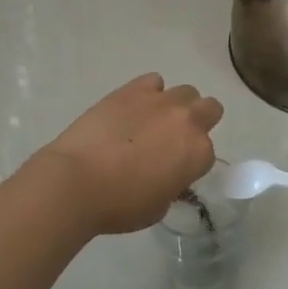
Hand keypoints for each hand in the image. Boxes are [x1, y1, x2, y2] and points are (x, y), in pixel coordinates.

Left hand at [33, 74, 222, 235]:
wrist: (77, 182)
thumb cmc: (119, 205)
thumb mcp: (158, 207)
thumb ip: (171, 185)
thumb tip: (165, 174)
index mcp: (199, 154)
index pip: (207, 153)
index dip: (191, 161)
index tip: (175, 170)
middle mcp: (187, 121)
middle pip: (210, 108)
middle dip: (198, 122)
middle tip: (174, 139)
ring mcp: (160, 101)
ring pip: (186, 92)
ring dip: (176, 106)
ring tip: (152, 122)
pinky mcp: (132, 89)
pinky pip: (153, 81)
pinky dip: (148, 93)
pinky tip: (133, 108)